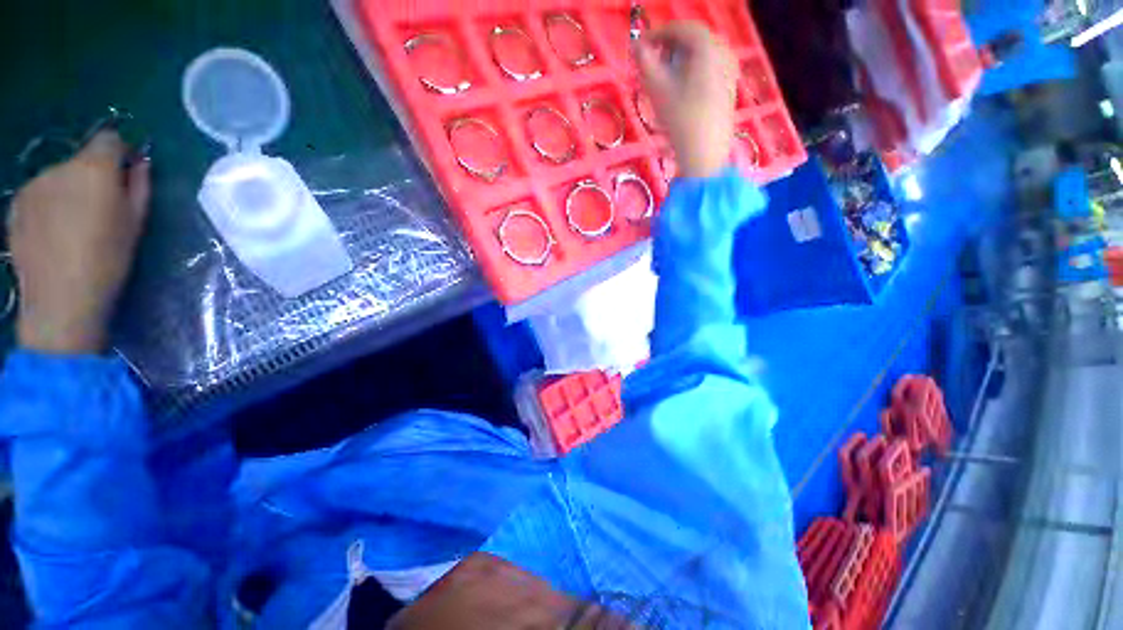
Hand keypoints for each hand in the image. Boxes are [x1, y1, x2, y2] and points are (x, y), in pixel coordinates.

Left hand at [8, 131, 149, 353]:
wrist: (61, 299)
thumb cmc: (109, 260)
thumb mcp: (137, 223)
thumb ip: (139, 186)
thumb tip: (139, 164)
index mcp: (94, 169)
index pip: (109, 138)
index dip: (120, 152)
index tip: (126, 173)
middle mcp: (60, 167)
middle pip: (82, 159)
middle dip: (94, 176)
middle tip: (102, 209)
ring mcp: (33, 184)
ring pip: (59, 177)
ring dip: (70, 190)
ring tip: (75, 226)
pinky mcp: (16, 204)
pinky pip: (40, 194)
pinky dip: (50, 205)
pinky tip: (54, 233)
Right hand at [635, 22, 737, 178]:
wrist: (705, 154)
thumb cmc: (681, 121)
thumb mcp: (658, 91)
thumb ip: (646, 64)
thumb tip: (637, 47)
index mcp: (708, 48)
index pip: (683, 28)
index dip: (660, 33)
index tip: (642, 45)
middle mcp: (723, 54)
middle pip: (695, 40)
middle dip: (671, 45)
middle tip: (652, 60)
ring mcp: (729, 73)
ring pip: (702, 55)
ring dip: (681, 59)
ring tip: (664, 75)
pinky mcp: (728, 90)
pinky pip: (709, 69)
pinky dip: (693, 70)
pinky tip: (681, 88)